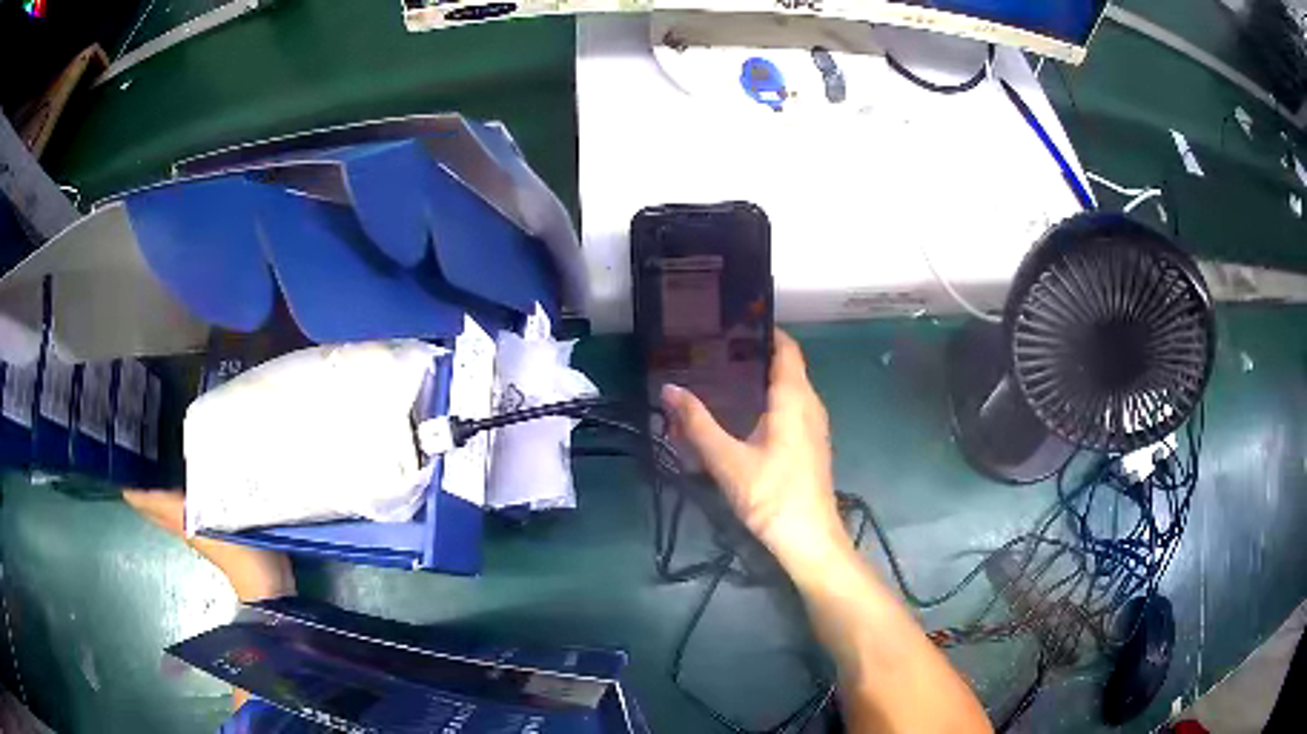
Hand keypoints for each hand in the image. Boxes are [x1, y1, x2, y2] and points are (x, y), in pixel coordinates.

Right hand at [661, 330, 848, 567]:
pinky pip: (791, 408)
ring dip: (762, 379)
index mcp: (795, 398)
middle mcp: (810, 404)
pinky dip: (769, 400)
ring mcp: (814, 426)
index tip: (735, 320)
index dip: (765, 330)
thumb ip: (697, 424)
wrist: (809, 538)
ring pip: (790, 389)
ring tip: (723, 375)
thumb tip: (668, 389)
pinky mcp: (810, 445)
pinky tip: (743, 414)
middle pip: (787, 366)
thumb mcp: (727, 460)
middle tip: (716, 348)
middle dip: (755, 354)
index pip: (786, 348)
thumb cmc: (771, 495)